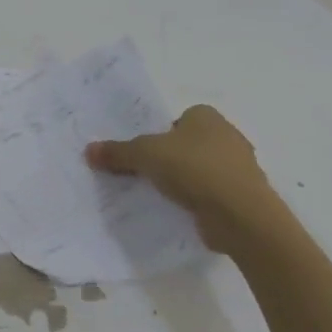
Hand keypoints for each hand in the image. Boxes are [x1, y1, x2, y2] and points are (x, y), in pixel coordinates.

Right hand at [85, 105, 276, 255]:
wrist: (240, 214)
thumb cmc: (194, 169)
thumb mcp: (145, 155)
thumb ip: (118, 152)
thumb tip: (88, 150)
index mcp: (207, 117)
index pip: (178, 120)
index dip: (160, 135)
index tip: (145, 154)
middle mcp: (227, 136)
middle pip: (188, 144)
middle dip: (170, 159)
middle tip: (146, 175)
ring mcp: (239, 167)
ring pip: (201, 169)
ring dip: (184, 181)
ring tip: (160, 196)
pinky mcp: (243, 196)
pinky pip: (211, 193)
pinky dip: (197, 200)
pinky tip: (180, 212)